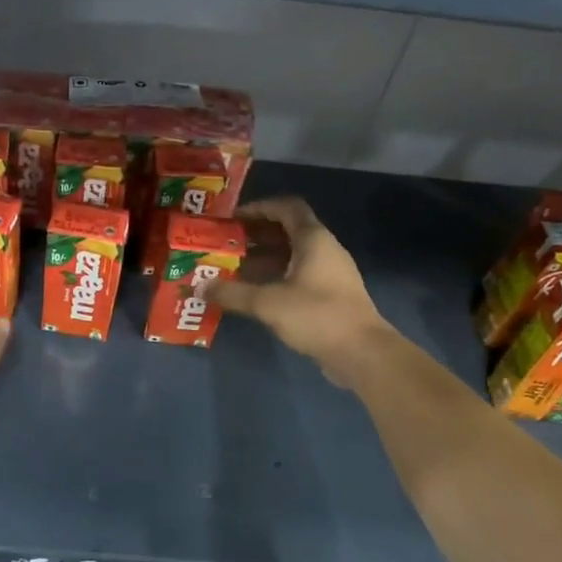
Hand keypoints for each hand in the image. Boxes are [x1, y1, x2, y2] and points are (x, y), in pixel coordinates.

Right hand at [213, 198, 395, 385]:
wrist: (362, 353)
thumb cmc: (316, 315)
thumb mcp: (267, 303)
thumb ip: (232, 292)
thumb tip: (199, 286)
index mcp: (314, 239)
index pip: (287, 208)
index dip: (260, 208)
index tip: (233, 218)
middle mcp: (325, 250)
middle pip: (288, 231)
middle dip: (256, 235)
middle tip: (226, 243)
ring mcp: (330, 274)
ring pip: (293, 256)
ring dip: (264, 259)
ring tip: (233, 268)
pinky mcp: (330, 296)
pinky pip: (298, 276)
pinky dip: (275, 278)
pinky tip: (255, 293)